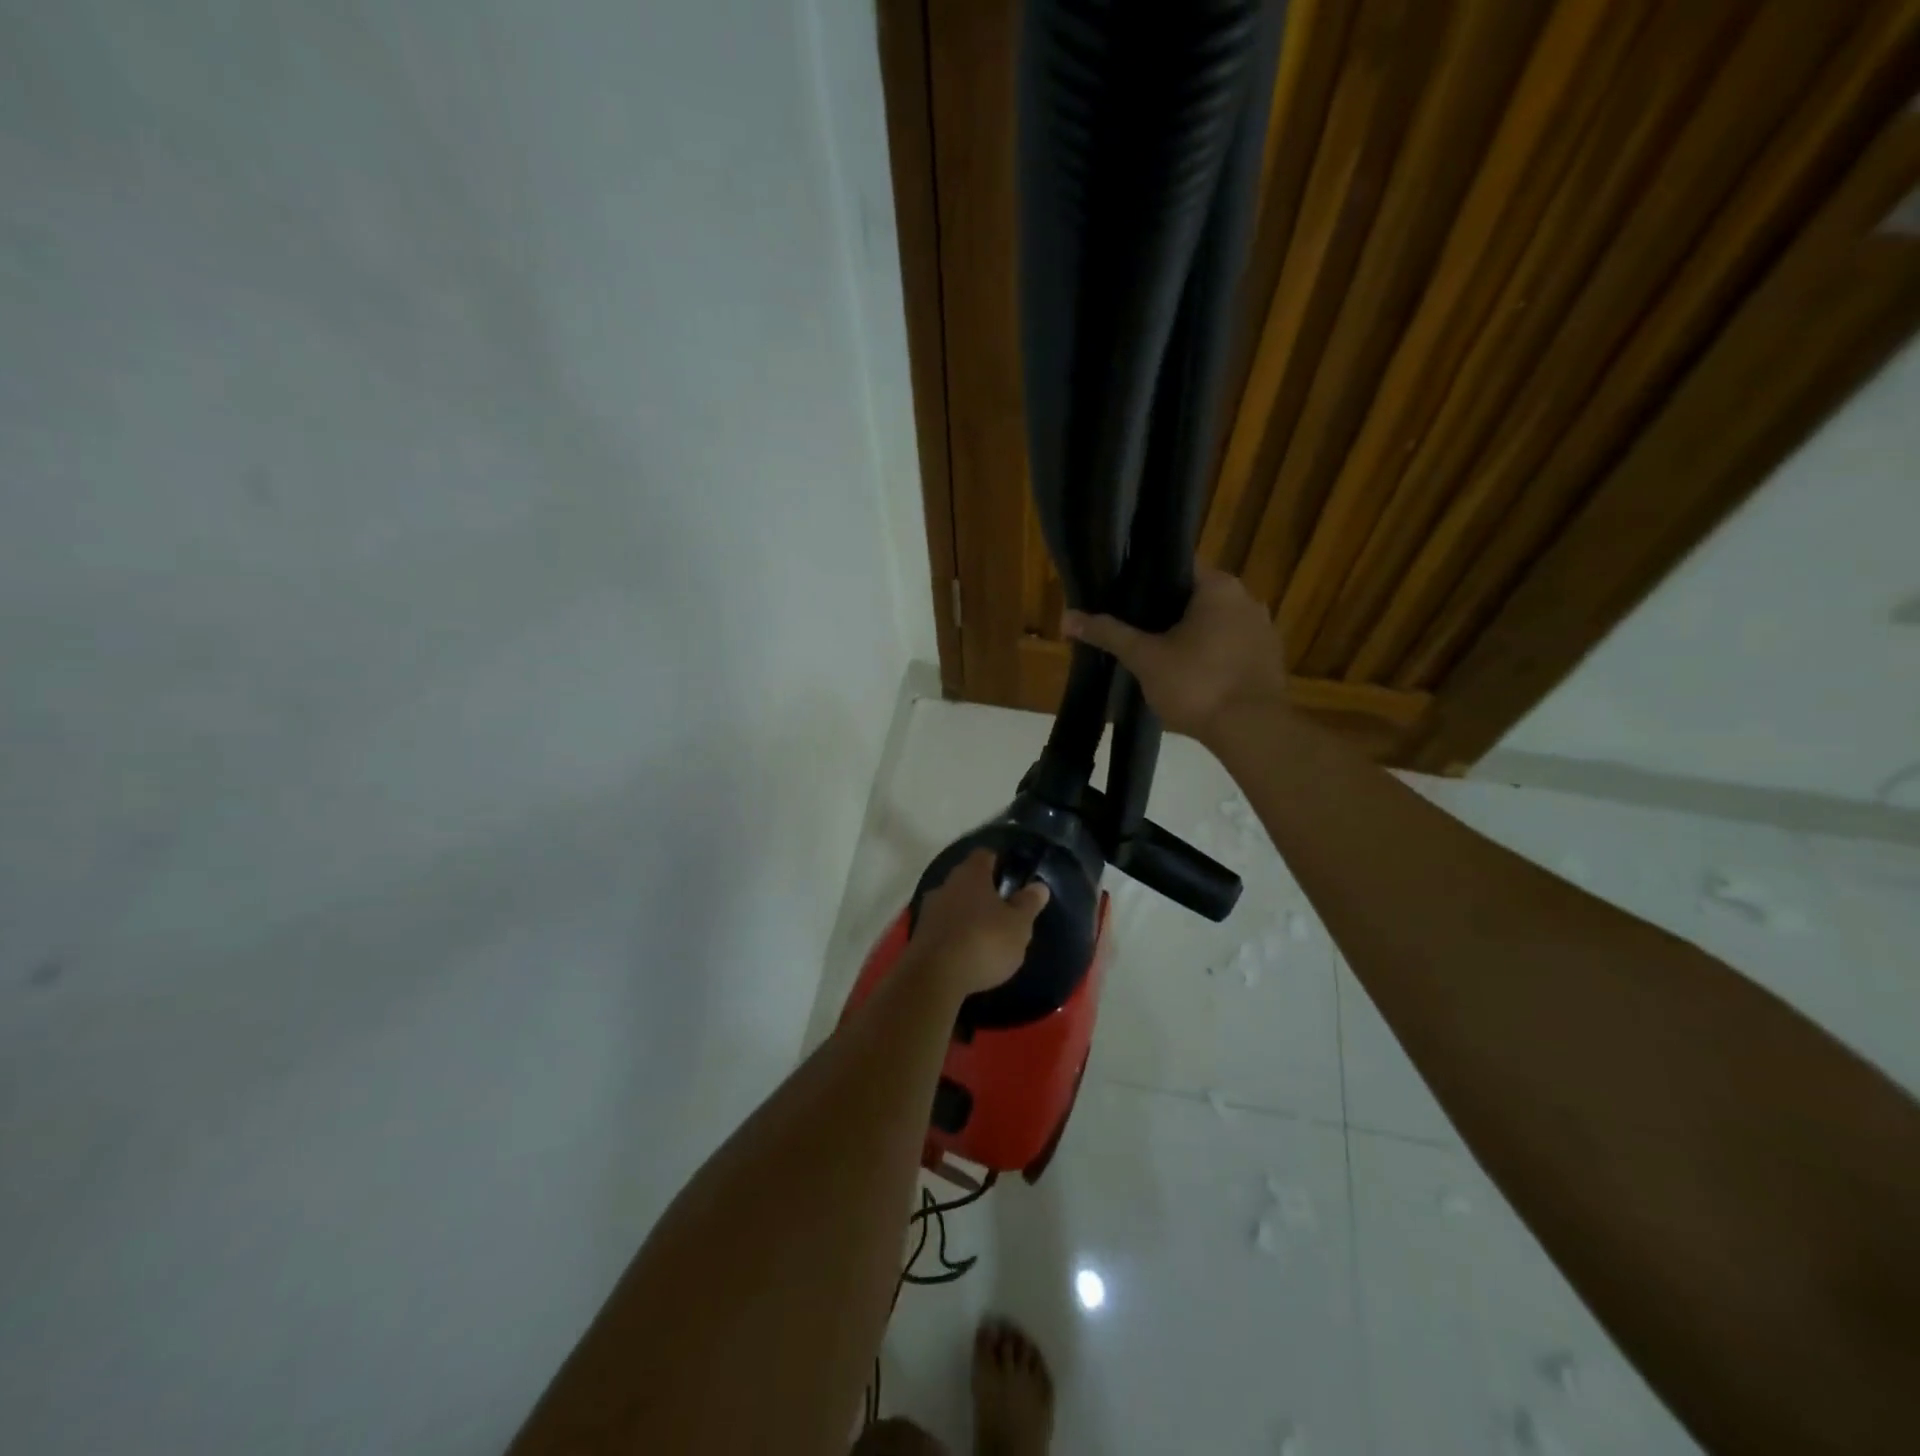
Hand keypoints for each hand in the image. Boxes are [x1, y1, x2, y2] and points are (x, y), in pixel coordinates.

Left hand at [908, 850, 1049, 997]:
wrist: (934, 978)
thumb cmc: (984, 942)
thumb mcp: (1018, 925)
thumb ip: (1028, 904)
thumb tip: (1039, 885)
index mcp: (971, 874)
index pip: (985, 855)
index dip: (998, 862)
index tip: (1011, 876)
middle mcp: (946, 884)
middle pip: (966, 879)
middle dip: (982, 891)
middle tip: (1003, 908)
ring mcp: (929, 910)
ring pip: (952, 903)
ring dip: (967, 914)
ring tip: (986, 933)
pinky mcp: (919, 936)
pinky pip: (942, 927)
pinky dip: (954, 934)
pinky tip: (966, 951)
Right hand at [1062, 566, 1289, 742]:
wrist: (1250, 731)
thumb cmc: (1196, 684)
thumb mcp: (1144, 658)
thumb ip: (1109, 634)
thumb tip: (1067, 618)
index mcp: (1218, 586)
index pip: (1176, 567)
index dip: (1145, 580)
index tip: (1122, 598)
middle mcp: (1247, 598)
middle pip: (1194, 596)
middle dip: (1165, 612)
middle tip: (1133, 630)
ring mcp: (1263, 629)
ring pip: (1214, 624)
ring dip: (1190, 636)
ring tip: (1157, 655)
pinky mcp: (1269, 660)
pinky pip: (1231, 648)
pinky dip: (1211, 656)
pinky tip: (1190, 676)